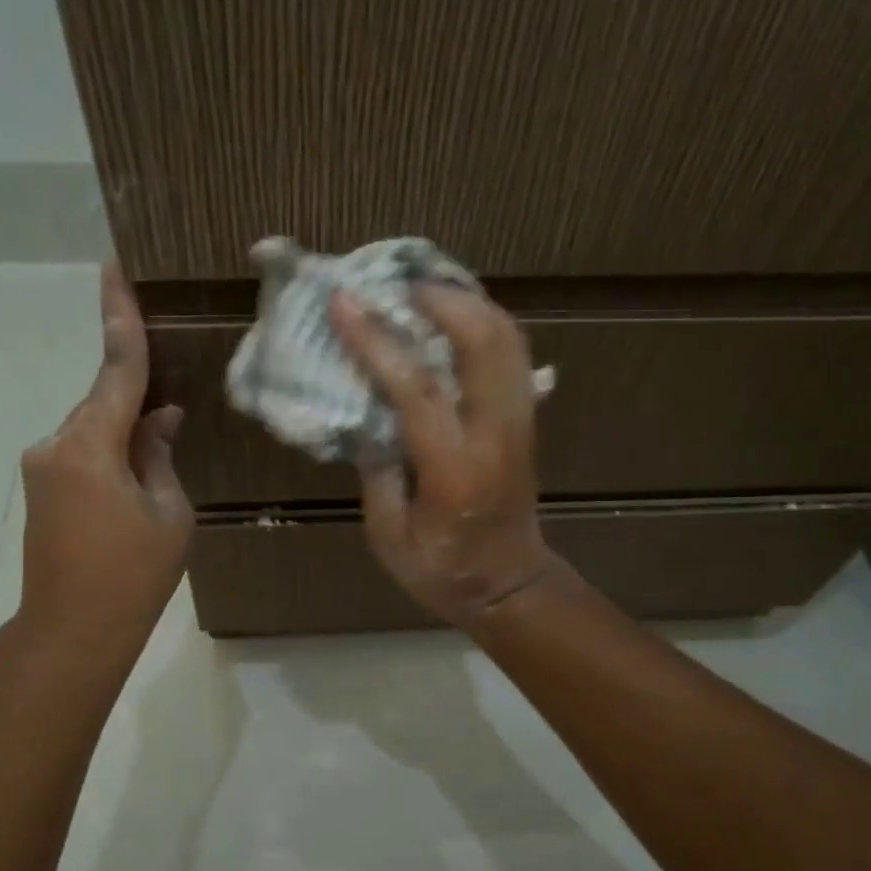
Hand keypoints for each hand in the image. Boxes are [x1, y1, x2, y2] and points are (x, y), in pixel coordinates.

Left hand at [14, 264, 192, 654]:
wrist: (73, 631)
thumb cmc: (133, 574)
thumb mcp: (169, 512)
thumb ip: (160, 455)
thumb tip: (157, 418)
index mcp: (90, 445)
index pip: (116, 370)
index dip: (120, 319)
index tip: (113, 269)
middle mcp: (56, 444)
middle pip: (104, 402)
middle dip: (138, 404)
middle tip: (175, 419)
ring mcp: (43, 467)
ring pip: (94, 429)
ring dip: (126, 435)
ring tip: (157, 477)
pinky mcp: (42, 488)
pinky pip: (83, 452)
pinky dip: (110, 454)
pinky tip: (135, 485)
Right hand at [328, 283, 557, 628]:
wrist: (511, 587)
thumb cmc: (444, 571)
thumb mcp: (390, 538)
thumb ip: (376, 473)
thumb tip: (363, 415)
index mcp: (455, 468)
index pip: (417, 388)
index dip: (377, 340)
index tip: (344, 302)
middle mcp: (496, 434)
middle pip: (483, 341)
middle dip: (440, 299)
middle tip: (396, 283)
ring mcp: (519, 422)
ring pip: (507, 338)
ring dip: (467, 303)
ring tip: (424, 290)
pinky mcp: (526, 420)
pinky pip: (513, 354)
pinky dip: (486, 323)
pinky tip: (455, 317)